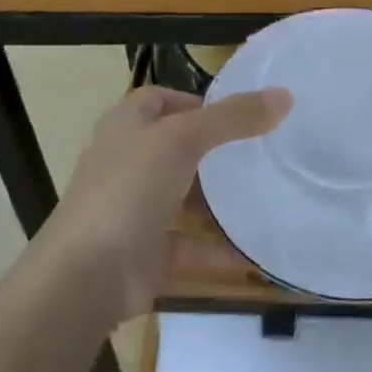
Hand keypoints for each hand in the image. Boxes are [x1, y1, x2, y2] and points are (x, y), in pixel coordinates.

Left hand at [48, 85, 289, 319]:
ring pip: (181, 199)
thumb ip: (233, 118)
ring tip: (262, 198)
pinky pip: (187, 247)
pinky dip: (216, 250)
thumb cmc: (130, 188)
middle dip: (213, 153)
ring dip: (216, 203)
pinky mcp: (144, 253)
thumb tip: (284, 95)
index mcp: (126, 126)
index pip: (161, 100)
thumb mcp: (183, 139)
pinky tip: (252, 253)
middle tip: (259, 155)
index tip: (238, 114)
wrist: (86, 275)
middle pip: (175, 149)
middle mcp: (126, 163)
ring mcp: (132, 210)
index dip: (196, 102)